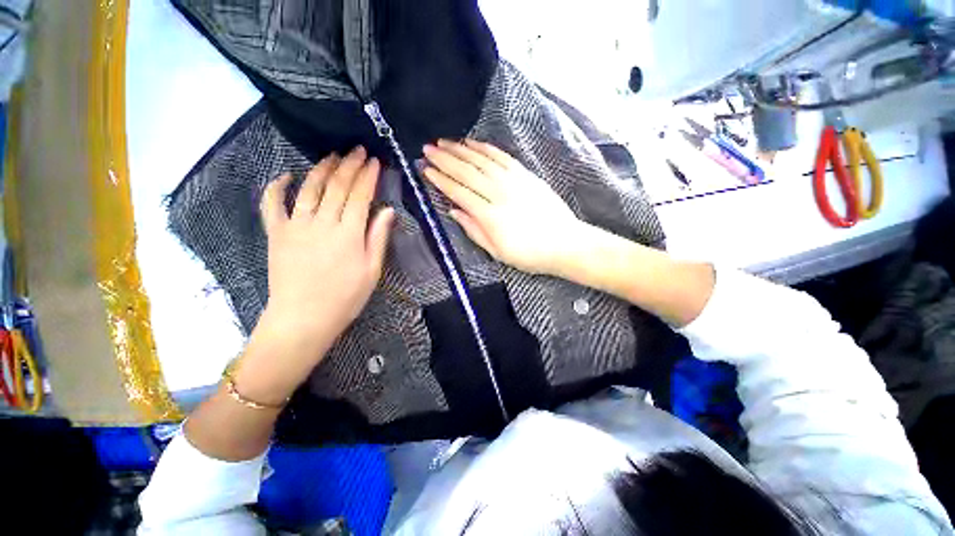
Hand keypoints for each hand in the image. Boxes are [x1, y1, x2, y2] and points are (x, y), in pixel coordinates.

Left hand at [257, 147, 394, 366]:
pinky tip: (284, 175)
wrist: (303, 318)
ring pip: (309, 189)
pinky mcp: (277, 234)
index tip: (375, 161)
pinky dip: (276, 187)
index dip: (368, 176)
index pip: (360, 195)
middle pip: (337, 186)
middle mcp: (322, 223)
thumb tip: (388, 211)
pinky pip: (272, 205)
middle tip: (358, 150)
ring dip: (322, 169)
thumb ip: (378, 237)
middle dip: (349, 165)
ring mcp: (296, 226)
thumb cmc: (345, 297)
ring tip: (332, 156)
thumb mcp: (372, 270)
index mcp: (349, 234)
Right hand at [422, 139, 586, 274]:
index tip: (426, 169)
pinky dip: (486, 148)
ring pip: (482, 160)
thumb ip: (474, 230)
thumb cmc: (529, 254)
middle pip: (467, 172)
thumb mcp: (497, 251)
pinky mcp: (526, 175)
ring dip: (461, 150)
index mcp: (489, 215)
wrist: (564, 243)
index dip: (440, 180)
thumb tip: (454, 211)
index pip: (458, 192)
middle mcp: (499, 193)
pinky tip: (474, 143)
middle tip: (427, 149)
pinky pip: (502, 157)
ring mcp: (514, 181)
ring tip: (444, 142)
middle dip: (444, 159)